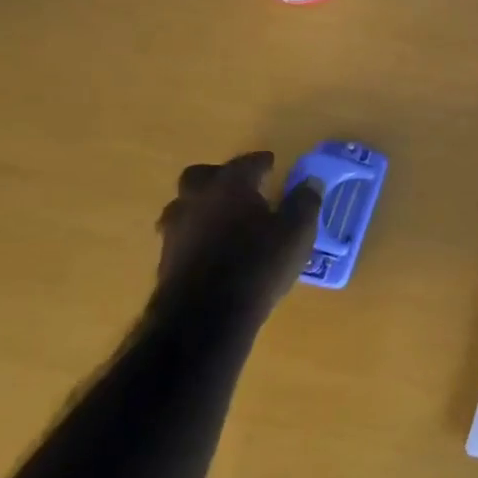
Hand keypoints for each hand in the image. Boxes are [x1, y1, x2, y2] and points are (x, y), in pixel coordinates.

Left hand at [156, 151, 320, 307]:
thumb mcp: (297, 232)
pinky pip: (182, 234)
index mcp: (230, 186)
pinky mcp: (166, 258)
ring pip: (185, 205)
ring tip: (224, 219)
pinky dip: (197, 233)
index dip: (261, 162)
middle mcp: (198, 199)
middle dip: (220, 177)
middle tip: (240, 187)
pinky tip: (212, 247)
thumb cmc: (259, 264)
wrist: (205, 315)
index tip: (271, 164)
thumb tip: (310, 182)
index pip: (246, 162)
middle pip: (201, 175)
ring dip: (203, 206)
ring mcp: (176, 228)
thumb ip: (305, 202)